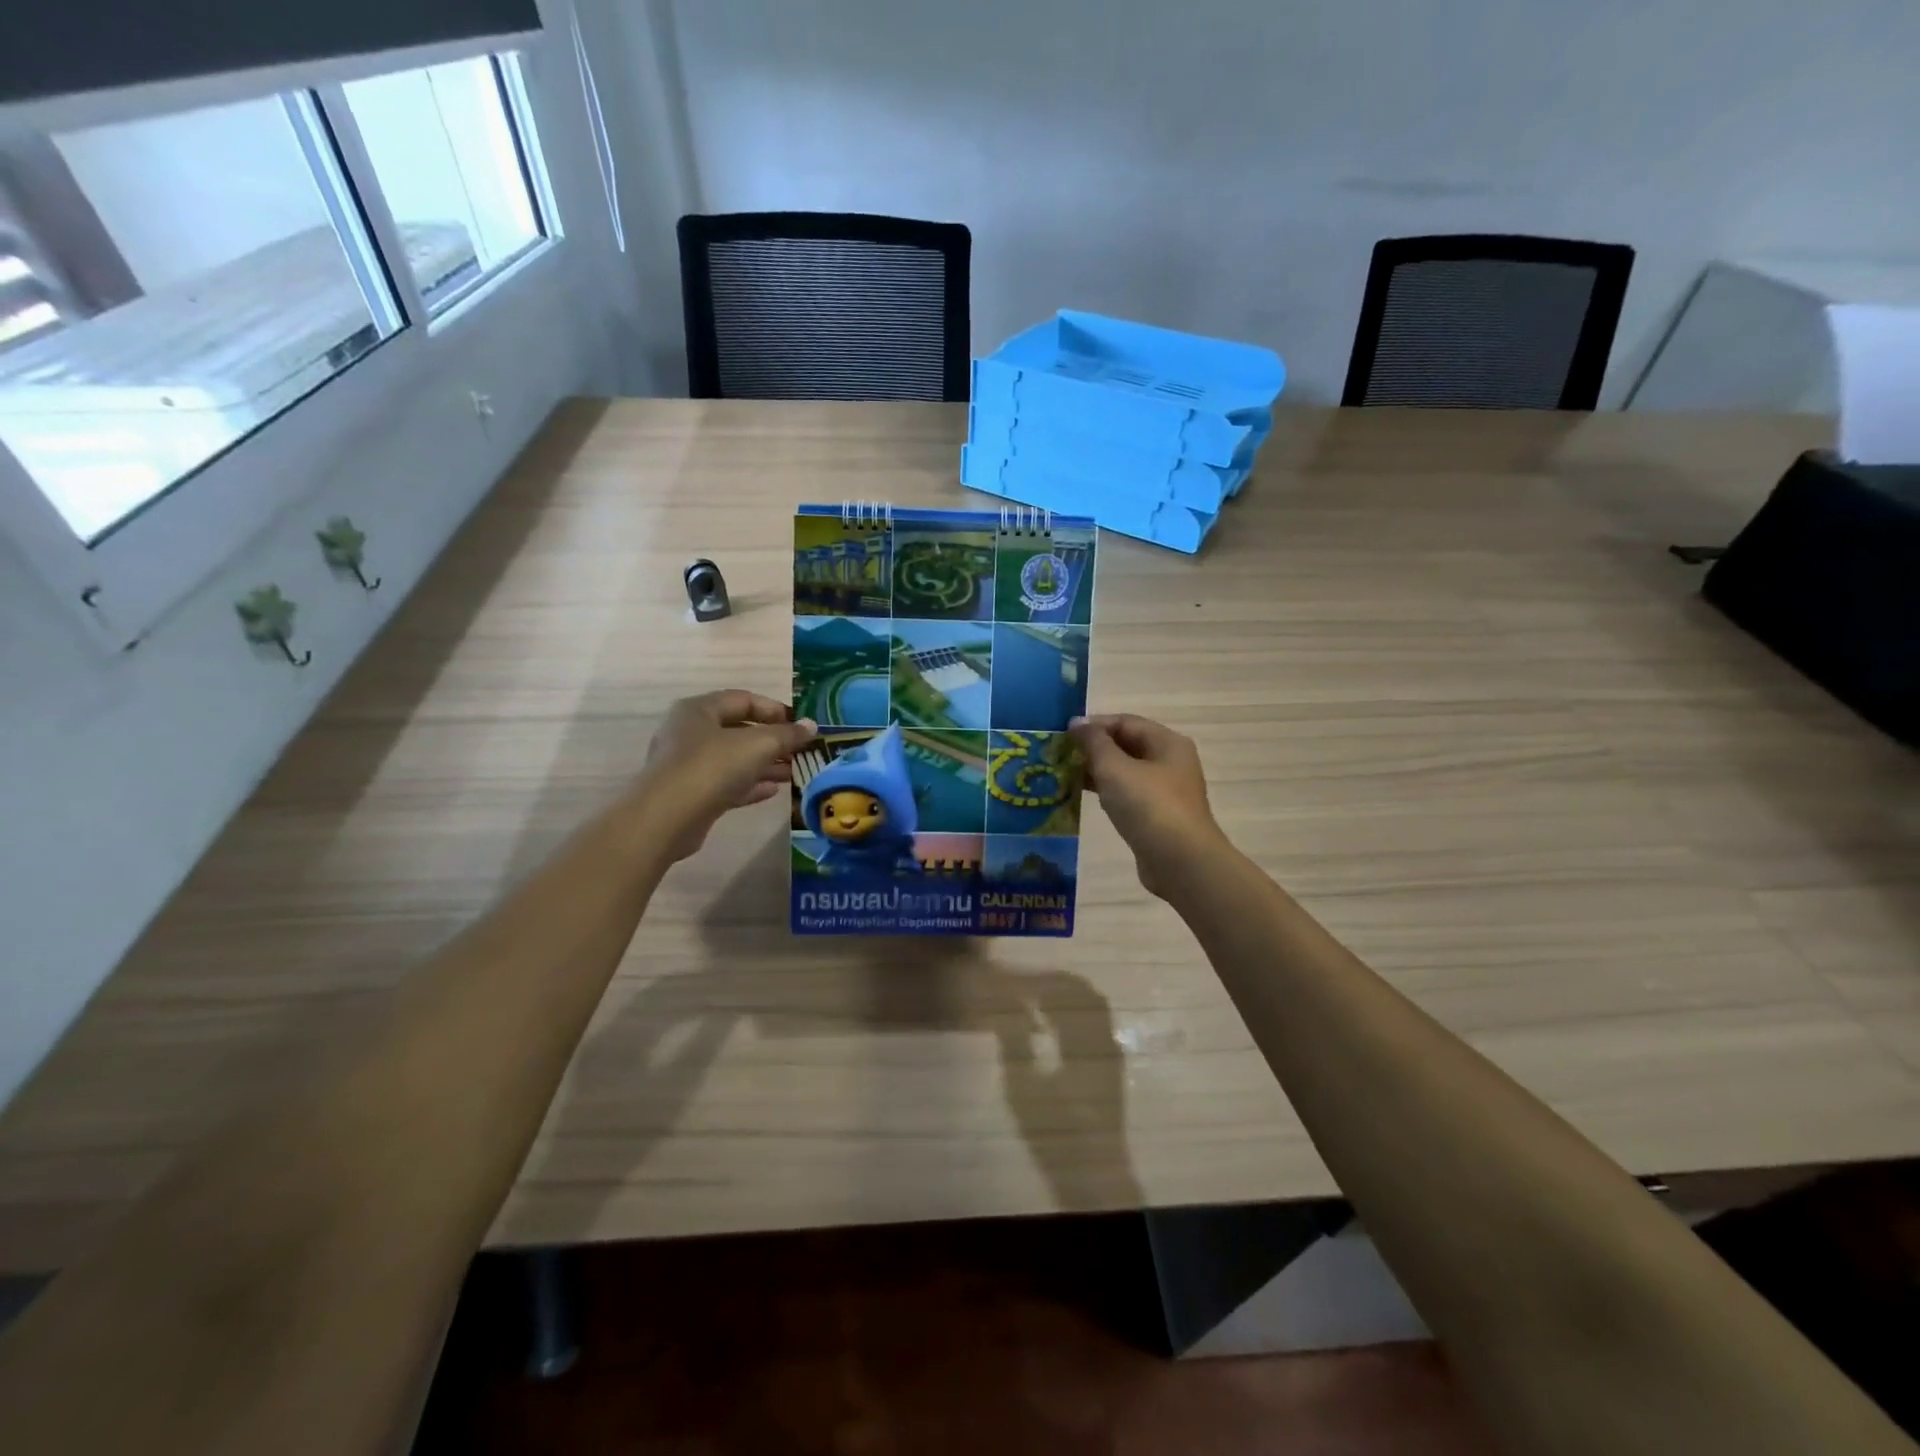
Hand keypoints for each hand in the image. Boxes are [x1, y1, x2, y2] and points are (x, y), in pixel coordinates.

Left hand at [639, 691, 816, 861]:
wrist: (666, 818)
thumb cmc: (712, 767)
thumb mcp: (757, 745)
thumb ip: (787, 734)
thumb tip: (811, 725)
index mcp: (699, 710)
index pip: (743, 699)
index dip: (775, 709)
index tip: (801, 725)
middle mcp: (689, 732)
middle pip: (738, 730)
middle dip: (773, 741)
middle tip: (801, 751)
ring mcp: (687, 765)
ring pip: (734, 759)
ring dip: (765, 764)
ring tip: (794, 772)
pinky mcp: (691, 794)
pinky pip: (726, 783)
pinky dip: (750, 784)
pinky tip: (774, 791)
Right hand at [1068, 713, 1227, 898]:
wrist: (1180, 861)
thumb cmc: (1148, 806)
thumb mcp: (1115, 768)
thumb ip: (1094, 743)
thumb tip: (1077, 723)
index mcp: (1167, 742)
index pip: (1125, 722)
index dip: (1093, 725)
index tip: (1062, 735)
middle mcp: (1170, 762)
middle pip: (1126, 745)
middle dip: (1093, 748)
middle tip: (1059, 756)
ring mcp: (1165, 790)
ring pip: (1125, 771)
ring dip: (1096, 771)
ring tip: (1064, 775)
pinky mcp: (1157, 816)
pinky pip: (1127, 794)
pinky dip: (1106, 792)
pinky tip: (1082, 797)